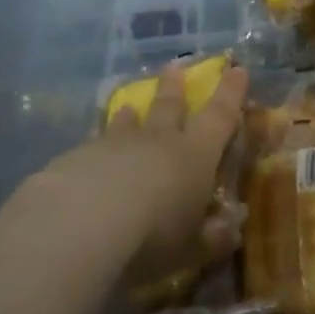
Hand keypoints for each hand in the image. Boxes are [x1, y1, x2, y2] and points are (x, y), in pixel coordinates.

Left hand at [45, 61, 249, 280]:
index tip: (237, 69)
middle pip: (168, 107)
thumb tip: (232, 229)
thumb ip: (212, 237)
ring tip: (128, 107)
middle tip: (174, 66)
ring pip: (125, 124)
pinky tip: (86, 156)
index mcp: (194, 155)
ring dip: (129, 116)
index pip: (220, 116)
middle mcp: (157, 140)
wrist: (84, 222)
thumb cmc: (153, 235)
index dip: (231, 93)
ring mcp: (114, 145)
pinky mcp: (77, 157)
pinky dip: (94, 148)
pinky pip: (91, 146)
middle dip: (174, 87)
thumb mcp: (192, 247)